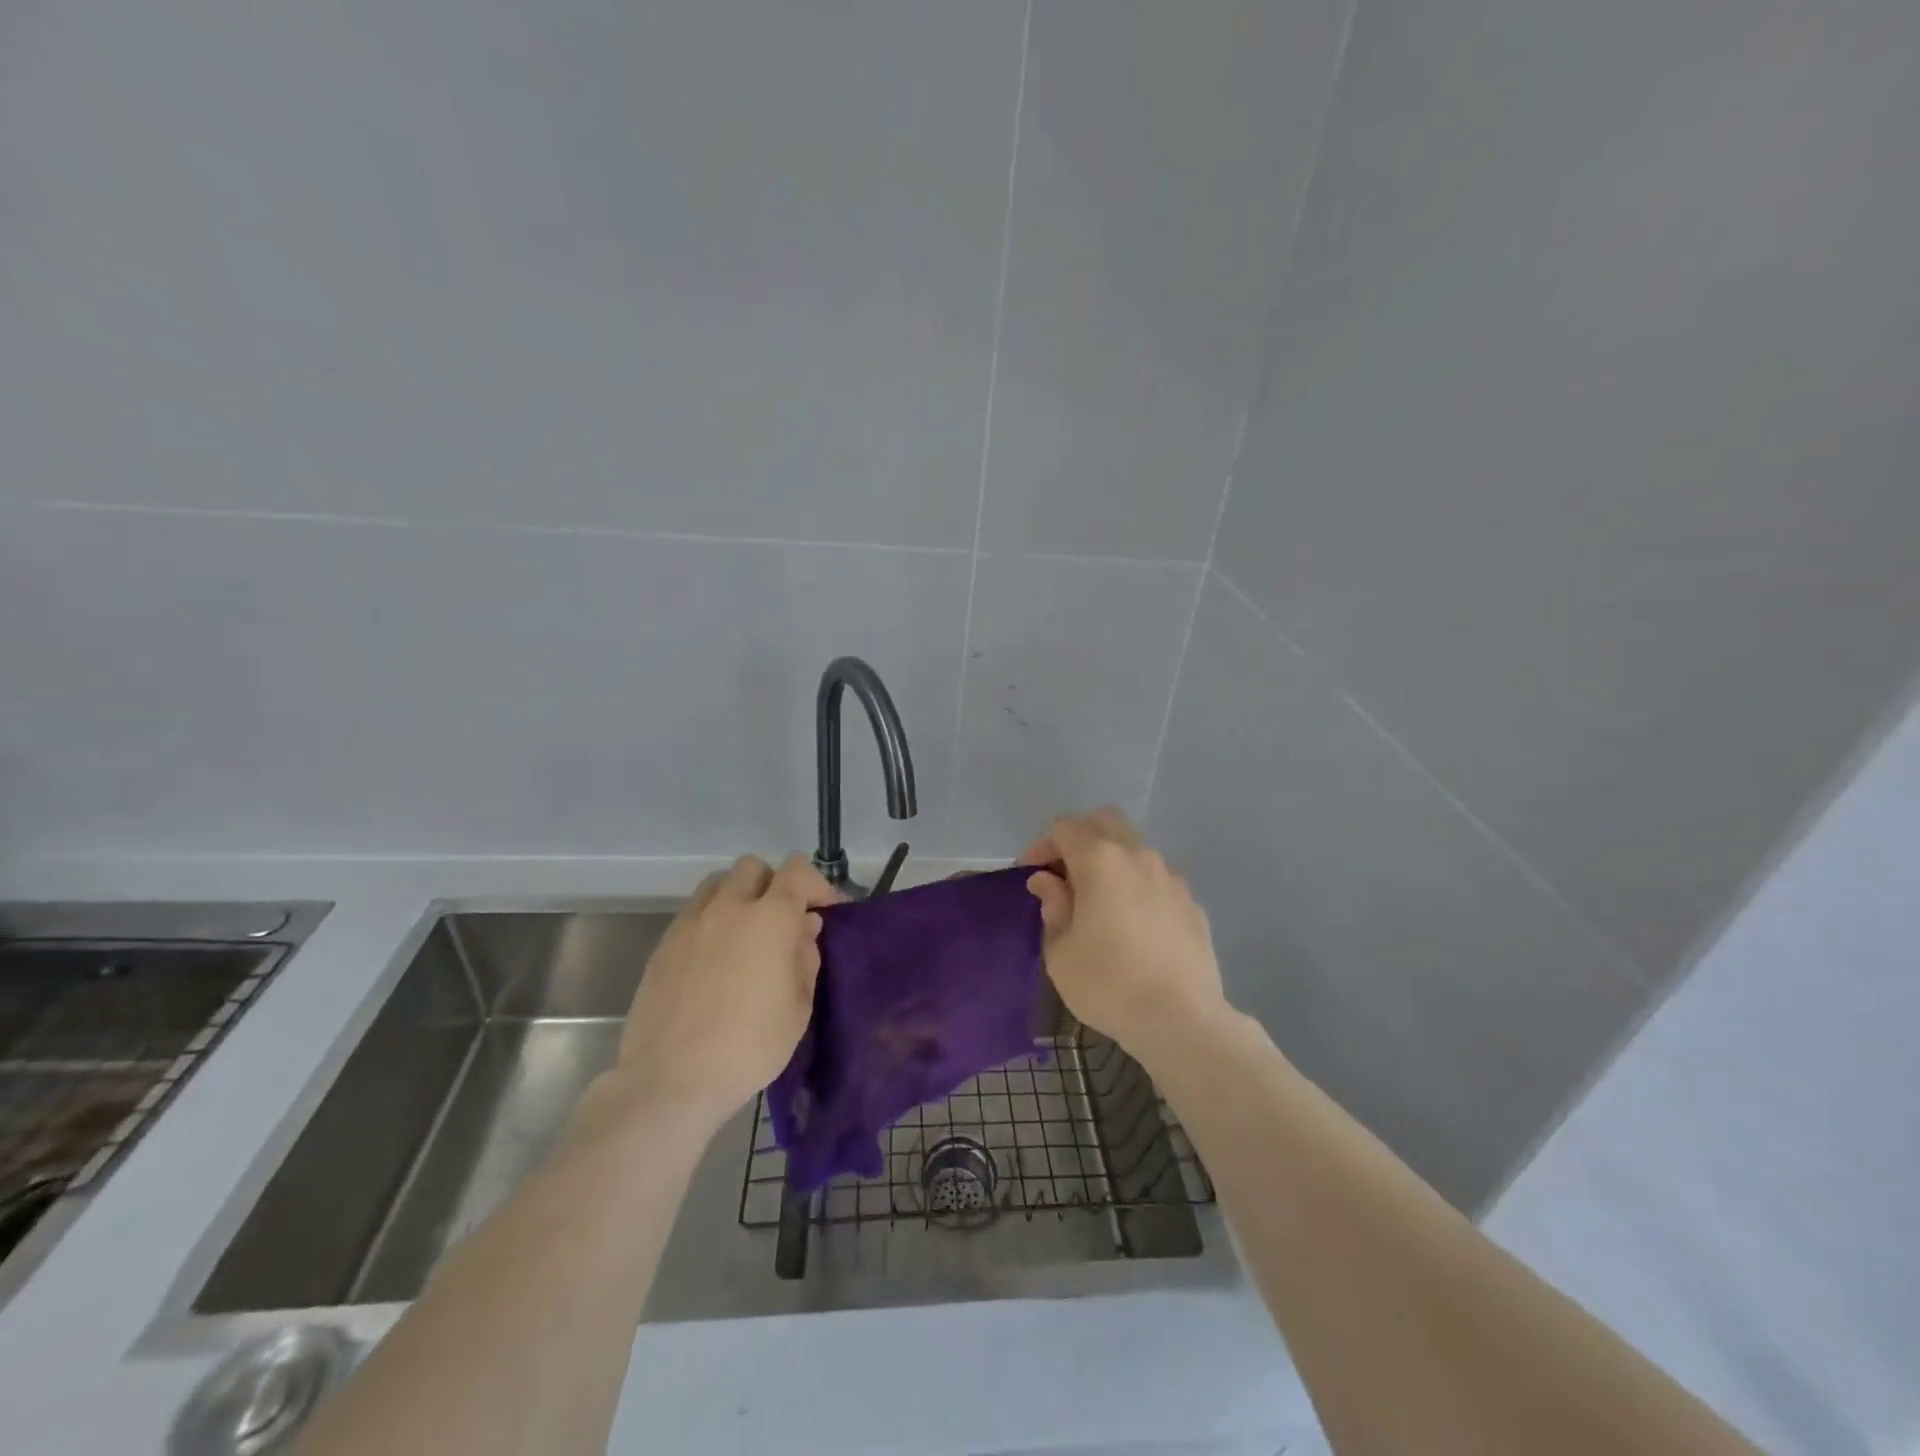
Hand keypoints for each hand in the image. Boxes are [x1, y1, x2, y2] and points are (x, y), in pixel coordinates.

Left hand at [617, 854, 839, 1125]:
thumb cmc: (749, 1046)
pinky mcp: (663, 945)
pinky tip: (716, 958)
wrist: (671, 1080)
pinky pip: (694, 913)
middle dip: (775, 884)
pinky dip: (712, 920)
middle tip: (784, 920)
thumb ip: (805, 957)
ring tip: (747, 932)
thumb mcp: (798, 1007)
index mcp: (769, 918)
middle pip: (754, 868)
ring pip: (718, 883)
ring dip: (739, 896)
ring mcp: (690, 924)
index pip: (798, 871)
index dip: (818, 885)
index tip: (828, 911)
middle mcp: (728, 908)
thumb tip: (803, 928)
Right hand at [1021, 808, 1227, 1059]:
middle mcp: (1138, 856)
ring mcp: (1170, 877)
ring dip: (1111, 860)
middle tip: (1065, 873)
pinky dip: (1137, 885)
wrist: (1181, 1019)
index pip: (1064, 827)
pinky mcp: (1191, 902)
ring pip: (1135, 847)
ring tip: (1099, 899)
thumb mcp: (1061, 951)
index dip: (1042, 844)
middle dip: (1079, 837)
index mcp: (1100, 861)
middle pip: (1104, 821)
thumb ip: (1053, 906)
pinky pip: (1157, 877)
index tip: (1031, 873)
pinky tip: (1133, 921)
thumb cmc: (1108, 984)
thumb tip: (1048, 881)